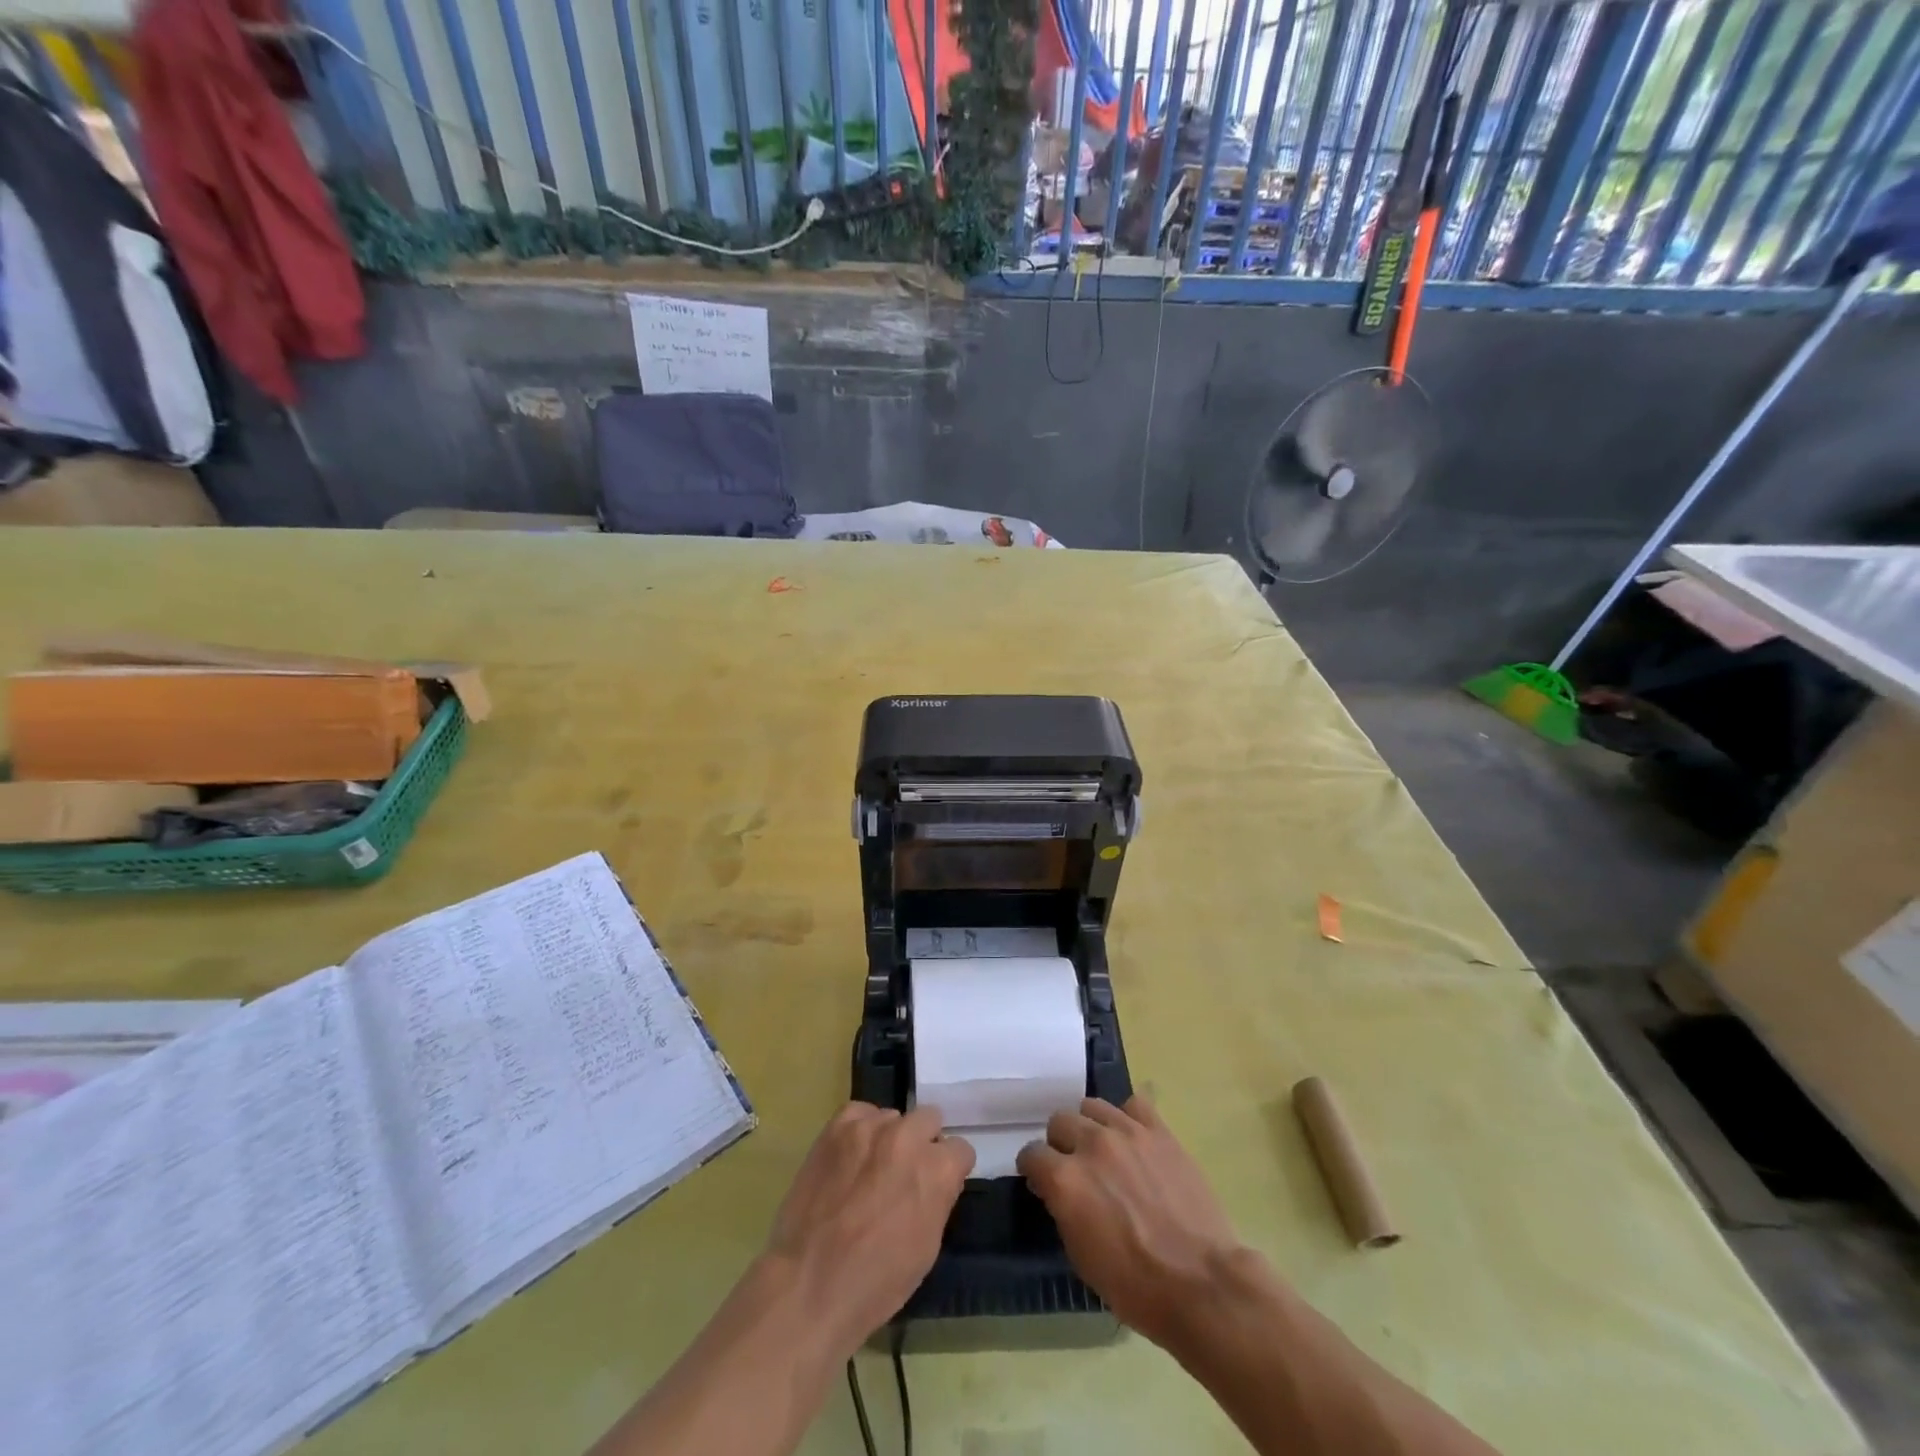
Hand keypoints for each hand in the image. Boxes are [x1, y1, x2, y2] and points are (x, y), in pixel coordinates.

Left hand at [765, 1103, 973, 1355]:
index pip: (960, 1149)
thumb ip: (938, 1199)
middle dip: (923, 1144)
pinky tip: (851, 1156)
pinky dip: (860, 1130)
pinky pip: (859, 1112)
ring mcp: (870, 1127)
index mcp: (937, 1169)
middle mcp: (908, 1137)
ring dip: (889, 1138)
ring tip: (870, 1168)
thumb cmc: (876, 1282)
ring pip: (892, 1117)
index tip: (936, 1185)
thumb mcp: (927, 1247)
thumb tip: (936, 1180)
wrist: (808, 1285)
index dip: (949, 1170)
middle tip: (904, 1174)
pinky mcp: (837, 1127)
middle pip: (929, 1119)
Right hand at [1017, 1096, 1244, 1348]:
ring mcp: (1127, 1132)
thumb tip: (1058, 1191)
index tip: (1041, 1181)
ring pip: (1092, 1106)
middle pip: (1059, 1121)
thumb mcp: (1082, 1257)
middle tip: (1073, 1166)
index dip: (1034, 1169)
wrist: (1201, 1284)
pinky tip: (1133, 1139)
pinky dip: (1128, 1118)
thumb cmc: (1136, 1286)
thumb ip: (1063, 1210)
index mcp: (1065, 1179)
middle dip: (1060, 1143)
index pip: (1032, 1154)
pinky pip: (1134, 1105)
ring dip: (1090, 1126)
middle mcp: (1090, 1144)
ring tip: (1103, 1149)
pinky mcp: (1159, 1131)